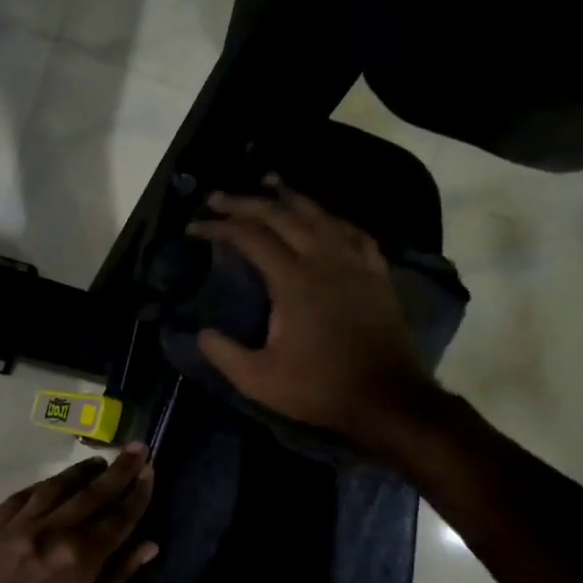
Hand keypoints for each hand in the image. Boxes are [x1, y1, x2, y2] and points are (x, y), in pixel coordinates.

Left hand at [0, 446, 156, 582]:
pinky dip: (43, 487)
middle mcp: (48, 533)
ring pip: (54, 488)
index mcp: (77, 560)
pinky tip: (55, 483)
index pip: (117, 517)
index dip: (137, 493)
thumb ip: (116, 578)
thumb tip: (148, 544)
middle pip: (90, 494)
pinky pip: (21, 497)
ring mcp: (14, 527)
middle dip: (117, 471)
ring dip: (80, 473)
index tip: (150, 470)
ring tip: (99, 462)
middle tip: (136, 448)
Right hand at [189, 179, 435, 446]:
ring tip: (268, 183)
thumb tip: (201, 333)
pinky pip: (351, 231)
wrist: (387, 398)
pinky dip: (329, 218)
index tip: (195, 227)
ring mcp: (355, 262)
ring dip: (289, 197)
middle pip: (281, 214)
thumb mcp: (258, 380)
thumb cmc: (320, 388)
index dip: (219, 227)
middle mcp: (324, 259)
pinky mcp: (375, 272)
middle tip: (218, 197)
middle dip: (245, 202)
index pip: (250, 238)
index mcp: (293, 281)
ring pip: (319, 214)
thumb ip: (224, 353)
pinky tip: (323, 218)